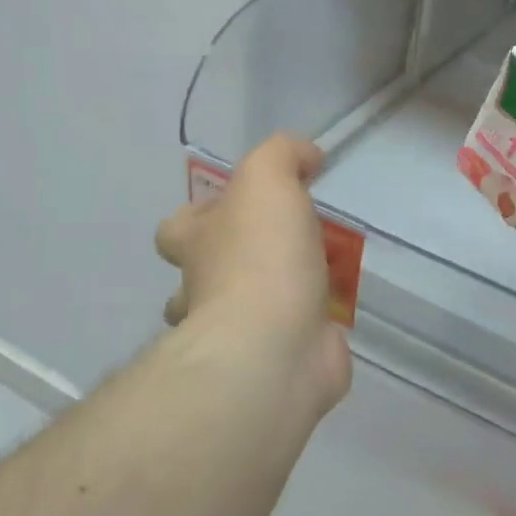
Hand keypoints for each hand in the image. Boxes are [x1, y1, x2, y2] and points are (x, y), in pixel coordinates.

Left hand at [154, 135, 351, 421]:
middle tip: (286, 245)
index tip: (243, 206)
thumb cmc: (262, 256)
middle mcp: (206, 290)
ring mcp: (238, 332)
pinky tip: (337, 309)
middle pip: (205, 274)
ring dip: (274, 296)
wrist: (276, 345)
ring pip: (244, 311)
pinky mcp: (279, 359)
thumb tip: (307, 156)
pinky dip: (309, 326)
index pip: (178, 228)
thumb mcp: (267, 180)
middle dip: (236, 262)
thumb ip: (283, 156)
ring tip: (316, 276)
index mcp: (196, 244)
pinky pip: (291, 337)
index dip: (203, 214)